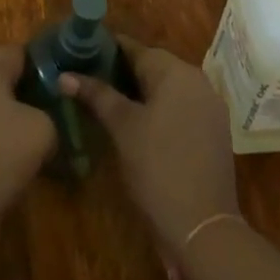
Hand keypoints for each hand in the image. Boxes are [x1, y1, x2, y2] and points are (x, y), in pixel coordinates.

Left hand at [0, 45, 55, 259]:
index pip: (21, 53)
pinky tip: (15, 166)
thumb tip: (47, 121)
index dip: (46, 70)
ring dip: (12, 123)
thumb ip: (51, 113)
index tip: (66, 91)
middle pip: (4, 80)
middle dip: (29, 97)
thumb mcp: (43, 129)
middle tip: (56, 118)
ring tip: (39, 145)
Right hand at [63, 39, 238, 279]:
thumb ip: (96, 95)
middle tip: (90, 83)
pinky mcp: (215, 132)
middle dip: (122, 72)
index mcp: (176, 71)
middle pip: (153, 66)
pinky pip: (181, 107)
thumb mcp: (122, 127)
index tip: (81, 56)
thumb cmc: (158, 168)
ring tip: (109, 103)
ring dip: (141, 92)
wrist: (203, 230)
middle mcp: (197, 80)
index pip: (135, 48)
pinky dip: (160, 109)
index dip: (106, 50)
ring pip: (167, 87)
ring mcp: (210, 107)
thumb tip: (64, 75)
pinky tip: (139, 125)